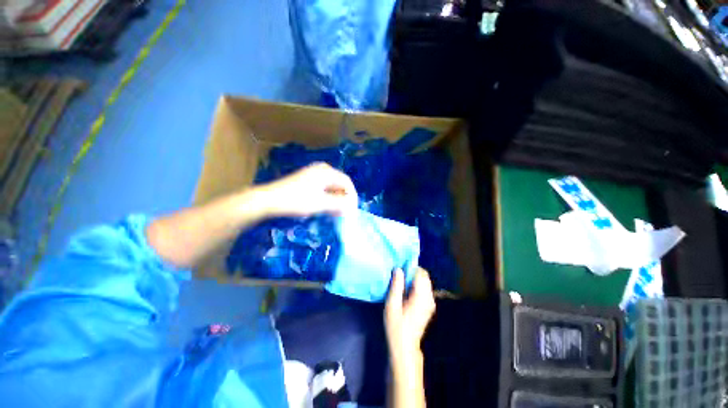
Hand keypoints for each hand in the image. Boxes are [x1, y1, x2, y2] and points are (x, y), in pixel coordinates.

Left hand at [257, 162, 357, 217]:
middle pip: (340, 184)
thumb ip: (339, 204)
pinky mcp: (308, 181)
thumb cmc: (296, 200)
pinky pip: (324, 189)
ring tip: (337, 213)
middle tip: (345, 213)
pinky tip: (327, 208)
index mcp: (326, 172)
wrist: (269, 200)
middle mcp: (322, 170)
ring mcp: (314, 175)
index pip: (347, 182)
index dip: (352, 196)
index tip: (353, 210)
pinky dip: (328, 198)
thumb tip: (352, 207)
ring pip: (332, 187)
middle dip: (344, 199)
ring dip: (336, 200)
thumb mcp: (321, 203)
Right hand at [384, 267, 435, 367]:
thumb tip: (398, 269)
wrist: (405, 346)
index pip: (420, 273)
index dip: (410, 268)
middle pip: (424, 276)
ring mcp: (431, 302)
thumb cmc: (396, 325)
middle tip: (399, 278)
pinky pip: (425, 288)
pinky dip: (417, 286)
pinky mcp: (429, 306)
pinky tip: (407, 294)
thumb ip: (396, 285)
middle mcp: (429, 297)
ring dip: (414, 279)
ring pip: (425, 281)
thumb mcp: (392, 304)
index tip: (399, 270)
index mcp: (421, 296)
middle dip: (412, 273)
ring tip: (402, 285)